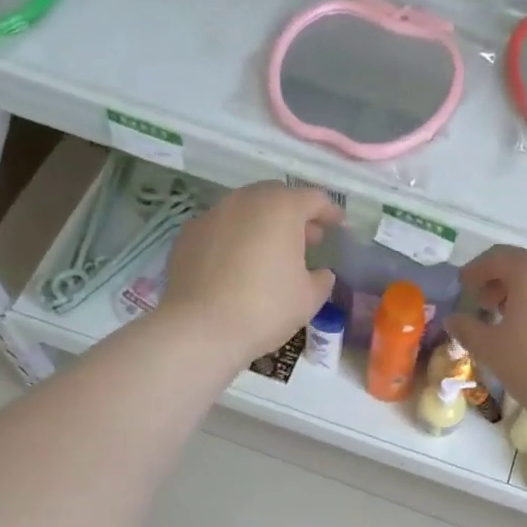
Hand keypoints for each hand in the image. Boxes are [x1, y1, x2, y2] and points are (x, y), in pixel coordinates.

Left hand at [160, 182, 340, 365]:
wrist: (199, 329)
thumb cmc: (265, 309)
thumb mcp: (308, 299)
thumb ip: (321, 279)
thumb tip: (320, 273)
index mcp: (280, 209)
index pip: (313, 199)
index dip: (329, 211)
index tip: (338, 225)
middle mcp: (244, 202)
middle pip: (276, 197)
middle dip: (294, 215)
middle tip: (307, 238)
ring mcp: (212, 215)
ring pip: (245, 211)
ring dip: (263, 225)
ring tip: (272, 252)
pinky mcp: (188, 235)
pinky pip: (221, 229)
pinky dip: (236, 238)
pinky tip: (238, 265)